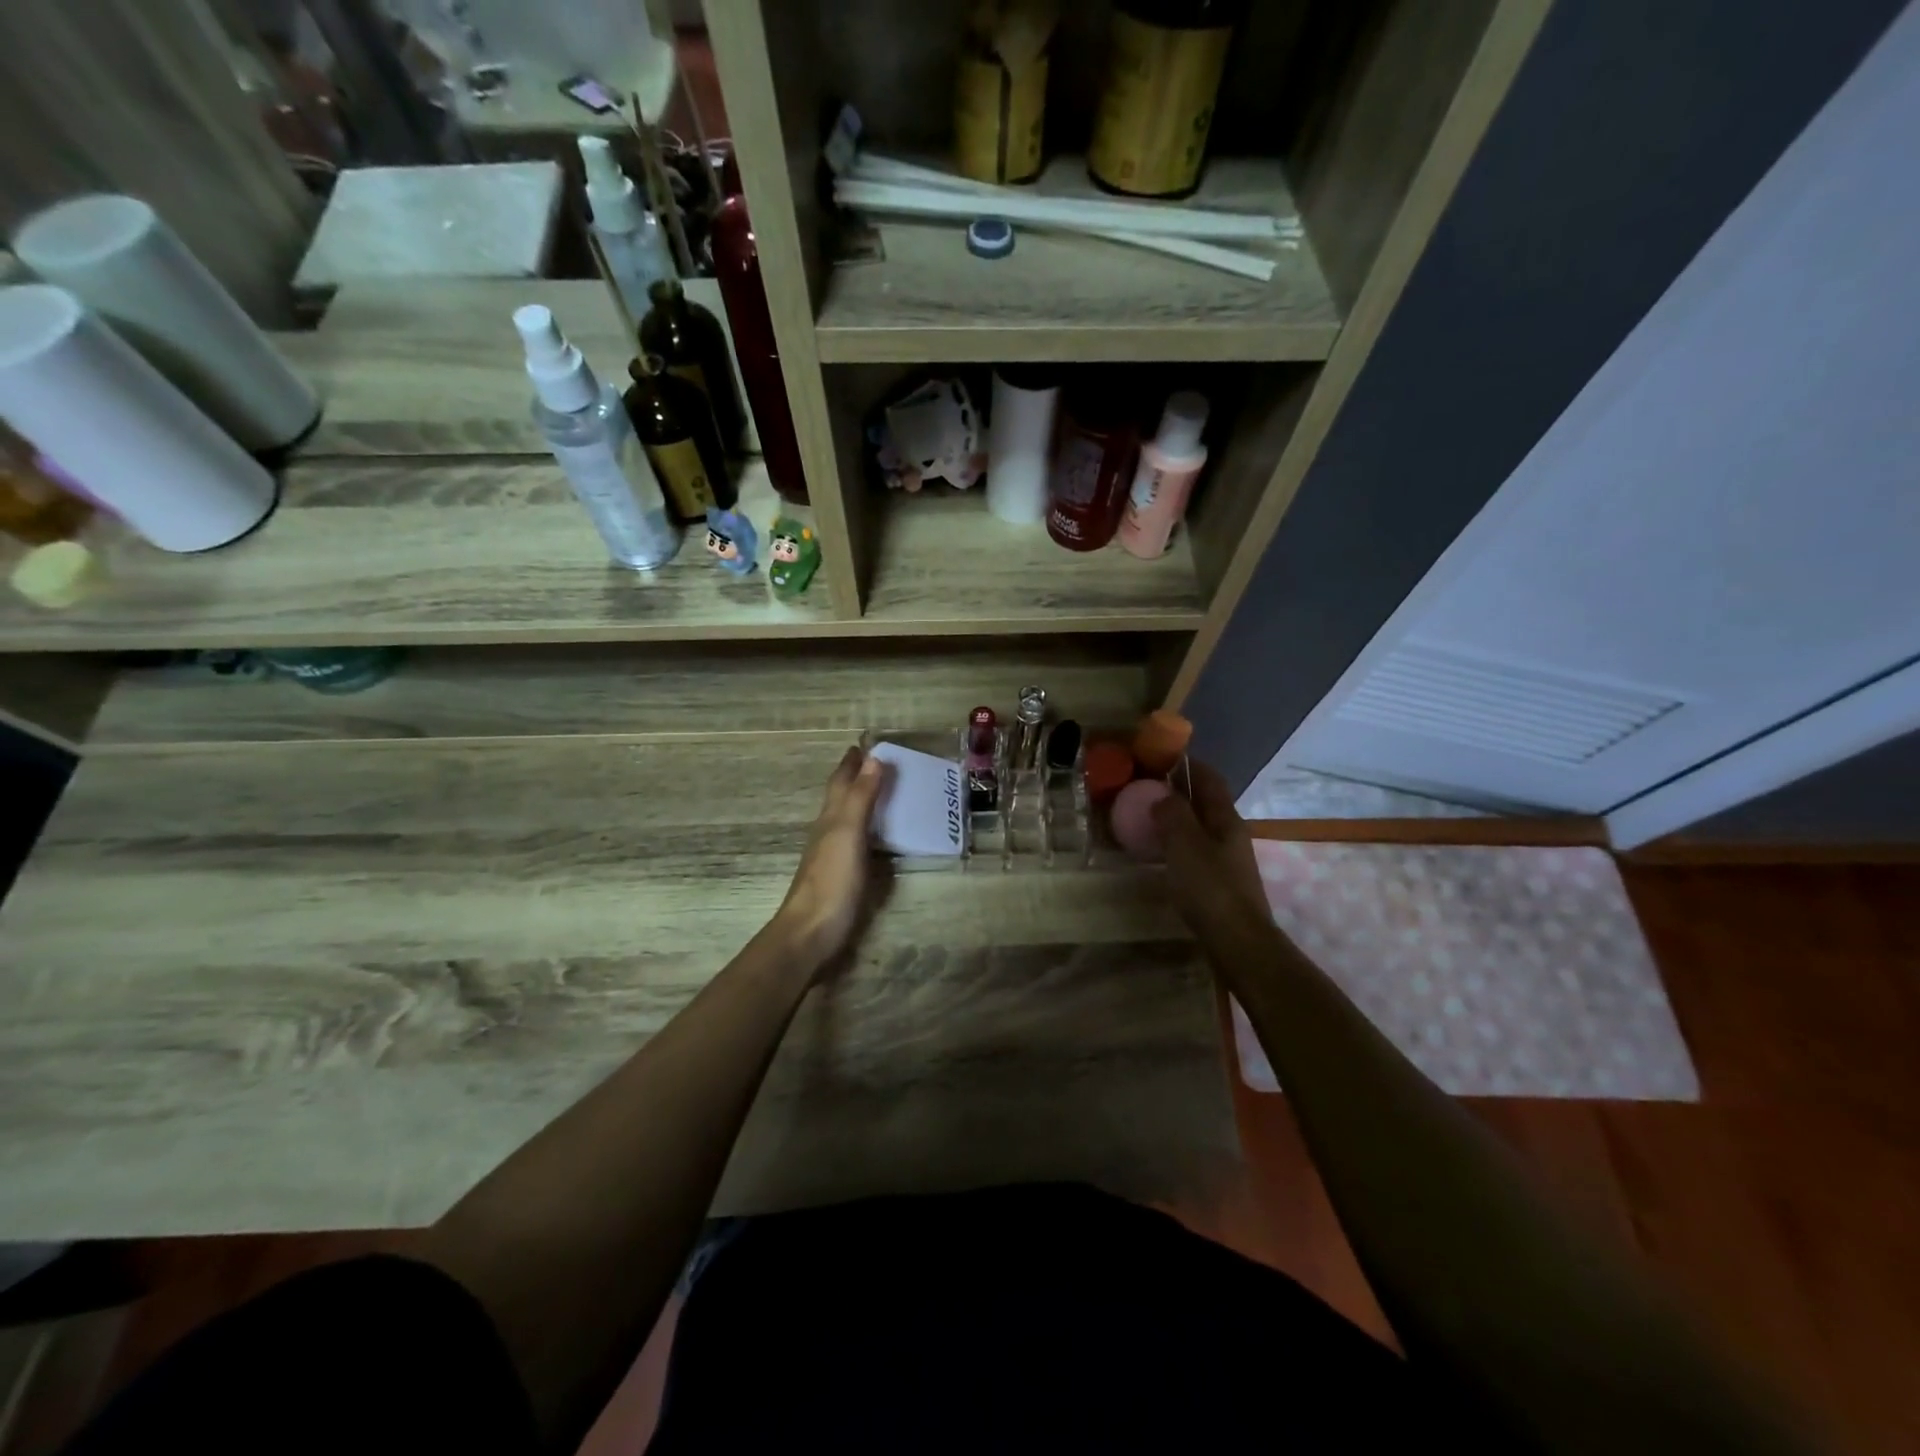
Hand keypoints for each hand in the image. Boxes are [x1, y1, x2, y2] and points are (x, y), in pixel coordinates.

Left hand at [774, 747, 887, 971]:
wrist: (810, 933)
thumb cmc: (831, 881)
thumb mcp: (848, 833)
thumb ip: (861, 797)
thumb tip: (873, 758)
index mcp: (830, 818)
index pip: (841, 782)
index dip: (851, 763)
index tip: (863, 745)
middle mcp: (829, 832)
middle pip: (842, 798)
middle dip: (857, 779)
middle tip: (878, 764)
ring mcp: (834, 857)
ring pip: (847, 820)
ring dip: (863, 804)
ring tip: (884, 794)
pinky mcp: (843, 878)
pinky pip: (857, 843)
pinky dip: (868, 831)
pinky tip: (878, 838)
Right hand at [1151, 761, 1269, 937]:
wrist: (1238, 942)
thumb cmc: (1210, 888)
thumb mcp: (1184, 845)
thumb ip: (1172, 815)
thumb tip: (1162, 796)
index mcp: (1225, 819)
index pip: (1209, 779)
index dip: (1188, 764)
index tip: (1161, 755)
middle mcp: (1230, 834)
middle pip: (1204, 802)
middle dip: (1178, 790)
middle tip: (1144, 786)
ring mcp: (1227, 859)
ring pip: (1199, 827)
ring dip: (1175, 817)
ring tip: (1145, 816)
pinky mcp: (1219, 882)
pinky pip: (1194, 850)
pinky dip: (1176, 843)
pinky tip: (1158, 852)